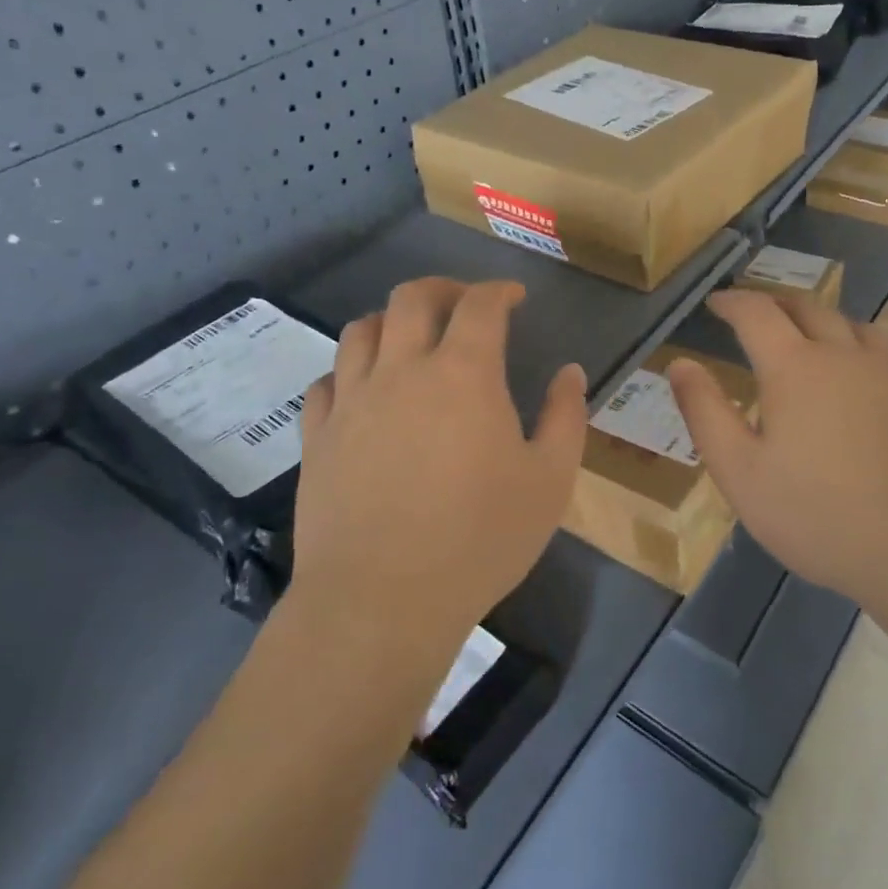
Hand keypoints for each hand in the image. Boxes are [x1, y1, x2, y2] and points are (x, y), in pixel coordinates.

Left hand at [289, 278, 586, 658]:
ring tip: (411, 340)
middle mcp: (402, 371)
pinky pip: (326, 382)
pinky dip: (350, 372)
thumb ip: (565, 417)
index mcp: (463, 374)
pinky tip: (364, 392)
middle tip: (464, 303)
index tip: (514, 297)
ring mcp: (352, 401)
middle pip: (411, 298)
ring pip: (361, 330)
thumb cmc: (479, 539)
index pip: (480, 304)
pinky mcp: (318, 437)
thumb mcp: (549, 481)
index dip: (500, 290)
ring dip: (391, 321)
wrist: (382, 600)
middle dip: (443, 288)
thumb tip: (569, 372)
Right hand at [666, 290, 887, 623]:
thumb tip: (679, 364)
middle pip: (808, 308)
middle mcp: (846, 356)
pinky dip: (855, 346)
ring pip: (852, 325)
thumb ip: (705, 412)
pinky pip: (883, 353)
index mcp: (796, 367)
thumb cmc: (820, 516)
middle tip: (754, 314)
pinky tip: (856, 379)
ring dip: (820, 319)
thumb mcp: (741, 473)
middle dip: (775, 303)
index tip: (716, 302)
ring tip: (805, 335)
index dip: (733, 302)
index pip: (758, 313)